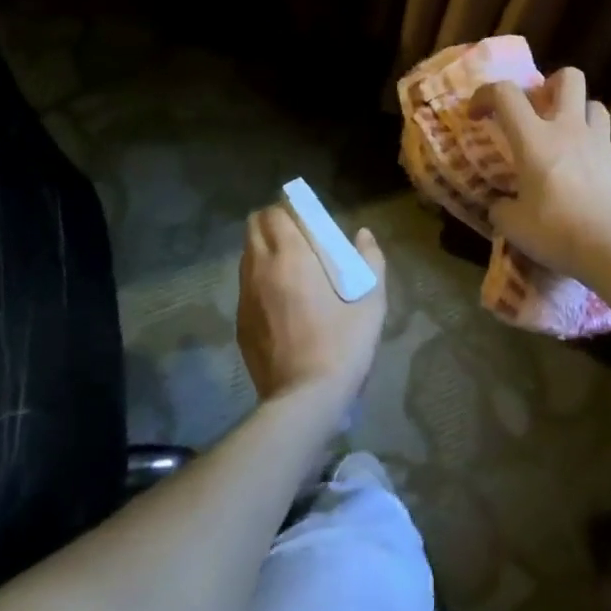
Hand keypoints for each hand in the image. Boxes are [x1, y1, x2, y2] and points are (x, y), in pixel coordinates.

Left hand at [237, 205, 386, 406]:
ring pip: (247, 257)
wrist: (304, 400)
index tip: (307, 219)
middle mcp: (260, 269)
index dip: (288, 210)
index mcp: (291, 257)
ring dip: (264, 252)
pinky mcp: (240, 324)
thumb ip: (371, 260)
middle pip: (253, 228)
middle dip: (272, 224)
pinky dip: (259, 281)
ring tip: (290, 269)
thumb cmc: (342, 345)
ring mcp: (245, 297)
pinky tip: (281, 303)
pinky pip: (245, 287)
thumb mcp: (371, 302)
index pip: (274, 213)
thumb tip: (363, 235)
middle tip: (298, 239)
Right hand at [469, 67, 610, 279]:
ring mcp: (600, 144)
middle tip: (538, 109)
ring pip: (594, 104)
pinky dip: (592, 149)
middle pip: (568, 78)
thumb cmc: (555, 231)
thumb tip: (501, 204)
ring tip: (566, 137)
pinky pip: (606, 142)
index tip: (478, 114)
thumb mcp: (513, 225)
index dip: (485, 94)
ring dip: (578, 113)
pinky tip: (585, 175)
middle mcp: (568, 130)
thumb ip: (502, 207)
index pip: (505, 93)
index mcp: (534, 139)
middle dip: (550, 84)